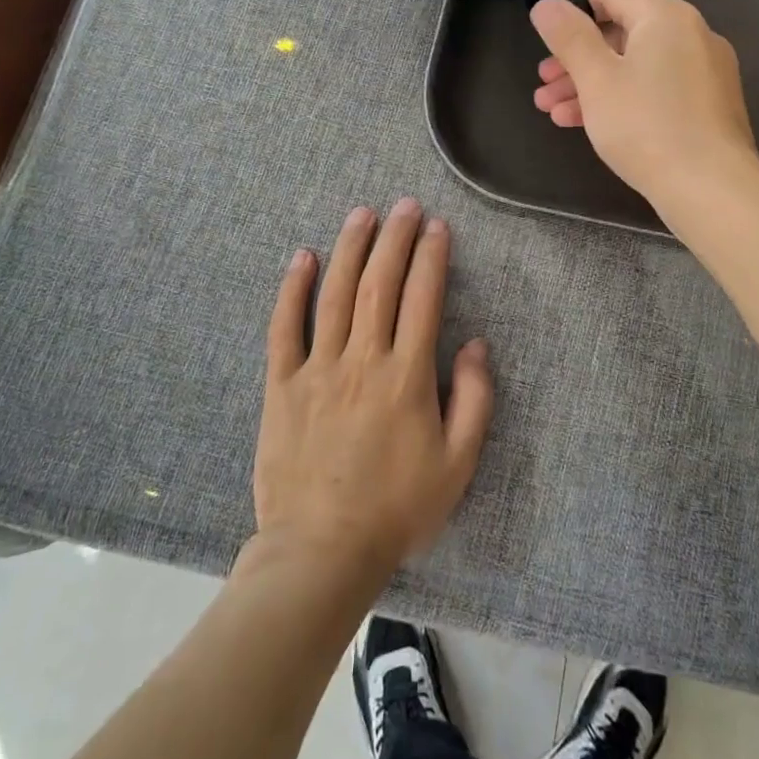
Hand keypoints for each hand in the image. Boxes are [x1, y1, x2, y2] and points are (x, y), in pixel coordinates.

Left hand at [253, 200, 493, 577]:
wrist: (321, 552)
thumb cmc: (397, 509)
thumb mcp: (458, 464)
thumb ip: (475, 399)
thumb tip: (476, 344)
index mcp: (407, 376)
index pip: (422, 298)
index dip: (432, 257)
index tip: (437, 226)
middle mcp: (363, 359)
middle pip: (379, 283)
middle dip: (395, 238)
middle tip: (405, 205)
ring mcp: (318, 369)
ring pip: (335, 294)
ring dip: (350, 248)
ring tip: (362, 214)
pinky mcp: (282, 385)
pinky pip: (284, 328)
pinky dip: (293, 289)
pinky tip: (302, 258)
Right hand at [530, 0, 758, 209]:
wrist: (712, 190)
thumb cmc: (647, 126)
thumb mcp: (596, 79)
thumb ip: (569, 36)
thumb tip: (547, 4)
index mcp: (666, 16)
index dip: (573, 7)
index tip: (545, 33)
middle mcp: (692, 34)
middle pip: (622, 31)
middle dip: (576, 57)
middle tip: (543, 81)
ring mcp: (704, 71)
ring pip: (636, 65)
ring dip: (591, 83)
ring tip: (552, 110)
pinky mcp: (707, 105)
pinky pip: (656, 88)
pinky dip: (622, 98)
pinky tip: (587, 124)